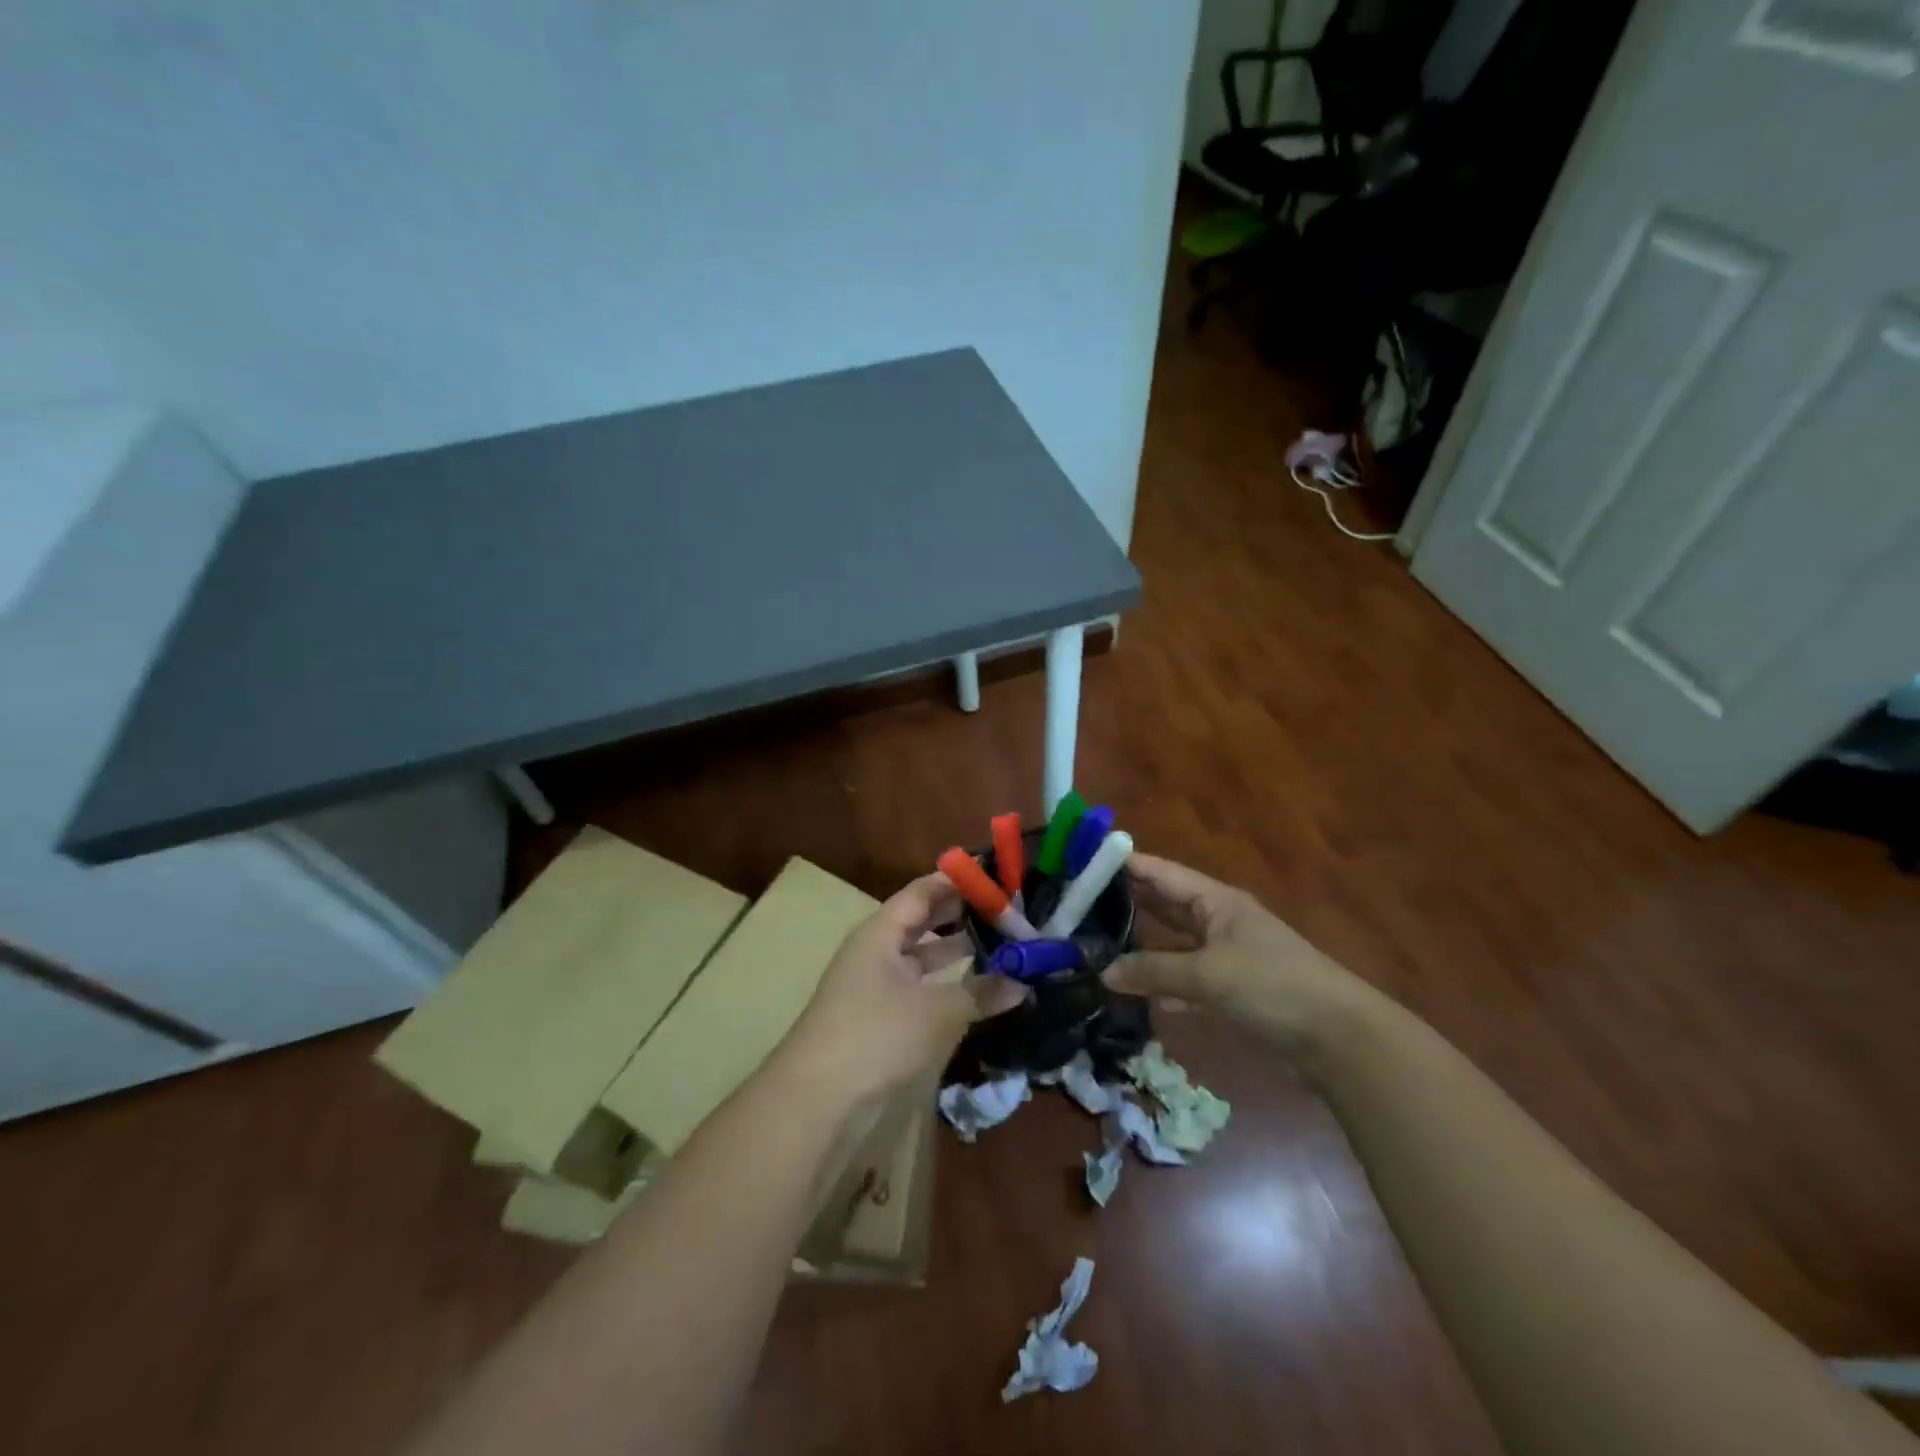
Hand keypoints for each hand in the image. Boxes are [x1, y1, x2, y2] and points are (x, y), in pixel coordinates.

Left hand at [780, 873, 1027, 1105]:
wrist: (818, 1105)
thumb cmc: (877, 1036)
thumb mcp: (936, 1011)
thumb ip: (980, 991)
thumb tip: (1022, 981)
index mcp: (881, 934)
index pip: (922, 892)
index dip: (956, 881)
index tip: (996, 876)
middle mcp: (878, 954)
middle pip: (923, 923)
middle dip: (962, 916)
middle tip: (1007, 911)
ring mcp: (878, 990)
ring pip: (924, 960)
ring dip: (958, 953)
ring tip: (1002, 947)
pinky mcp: (883, 1024)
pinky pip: (923, 992)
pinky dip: (950, 988)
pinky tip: (981, 992)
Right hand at [1102, 854, 1365, 1055]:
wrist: (1338, 1038)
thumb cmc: (1270, 987)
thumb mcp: (1206, 975)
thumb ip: (1153, 971)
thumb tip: (1104, 972)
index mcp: (1215, 901)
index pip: (1160, 873)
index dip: (1124, 865)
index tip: (1082, 863)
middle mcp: (1218, 920)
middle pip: (1165, 904)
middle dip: (1126, 903)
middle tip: (1078, 904)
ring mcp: (1227, 955)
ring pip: (1173, 942)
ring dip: (1142, 944)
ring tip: (1096, 943)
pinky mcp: (1233, 989)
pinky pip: (1187, 977)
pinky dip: (1163, 981)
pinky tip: (1137, 992)